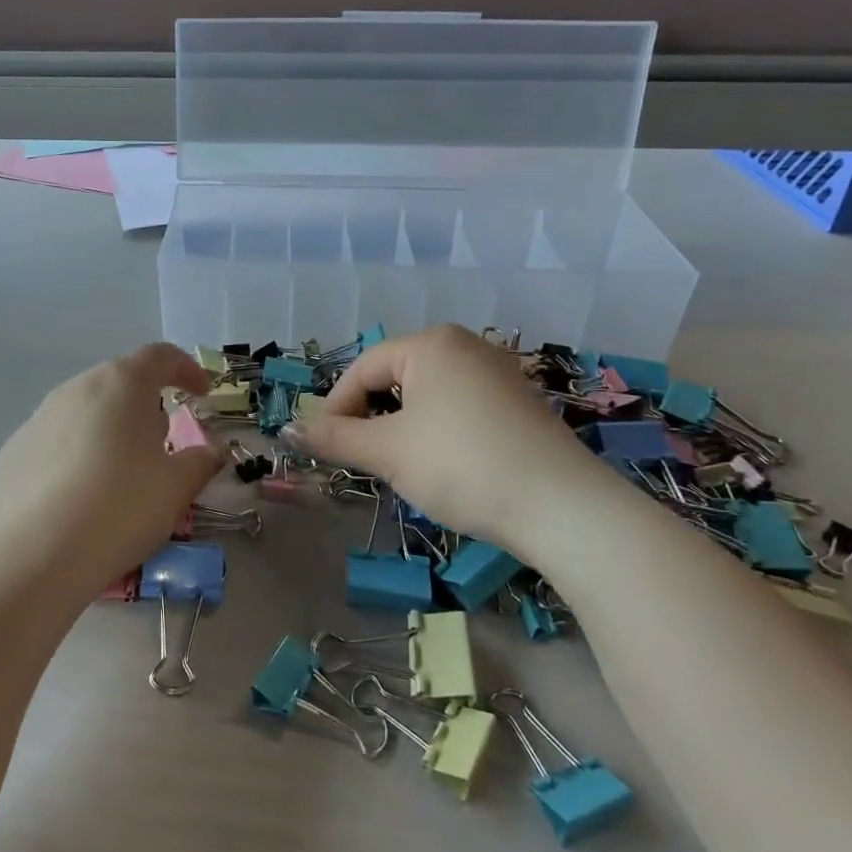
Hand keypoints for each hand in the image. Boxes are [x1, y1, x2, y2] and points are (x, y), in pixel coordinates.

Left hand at [0, 343, 222, 601]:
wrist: (36, 553)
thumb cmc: (121, 506)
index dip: (186, 369)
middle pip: (119, 383)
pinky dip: (74, 457)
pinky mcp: (13, 451)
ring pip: (84, 412)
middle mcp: (78, 388)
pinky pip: (55, 443)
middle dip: (145, 405)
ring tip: (120, 473)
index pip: (160, 356)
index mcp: (123, 384)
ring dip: (108, 431)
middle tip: (161, 442)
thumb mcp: (175, 488)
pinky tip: (79, 497)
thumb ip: (199, 462)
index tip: (201, 392)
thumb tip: (211, 452)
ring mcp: (39, 417)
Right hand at [291, 325, 610, 555]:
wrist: (564, 509)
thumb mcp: (388, 452)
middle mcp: (466, 345)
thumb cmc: (462, 465)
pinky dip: (438, 431)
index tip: (326, 446)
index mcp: (431, 343)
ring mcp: (498, 373)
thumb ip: (335, 437)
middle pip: (396, 377)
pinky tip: (446, 466)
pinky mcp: (519, 403)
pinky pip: (460, 407)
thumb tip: (287, 431)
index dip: (336, 407)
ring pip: (428, 395)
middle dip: (372, 418)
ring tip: (402, 466)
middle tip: (364, 459)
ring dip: (403, 427)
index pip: (364, 368)